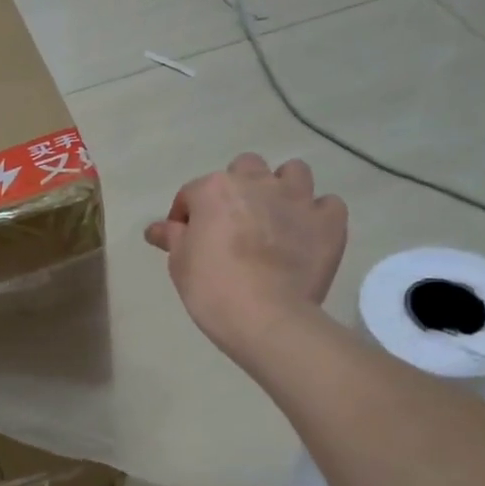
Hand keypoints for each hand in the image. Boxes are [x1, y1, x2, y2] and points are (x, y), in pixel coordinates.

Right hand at [144, 153, 347, 357]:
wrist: (266, 317)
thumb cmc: (212, 289)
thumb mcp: (180, 264)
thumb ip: (172, 238)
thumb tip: (156, 228)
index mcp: (215, 190)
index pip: (192, 193)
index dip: (186, 215)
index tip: (186, 239)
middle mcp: (258, 182)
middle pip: (245, 168)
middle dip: (238, 188)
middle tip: (233, 223)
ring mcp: (298, 199)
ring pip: (293, 172)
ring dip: (282, 189)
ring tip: (275, 218)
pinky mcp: (329, 221)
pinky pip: (328, 204)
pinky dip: (317, 215)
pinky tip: (307, 234)